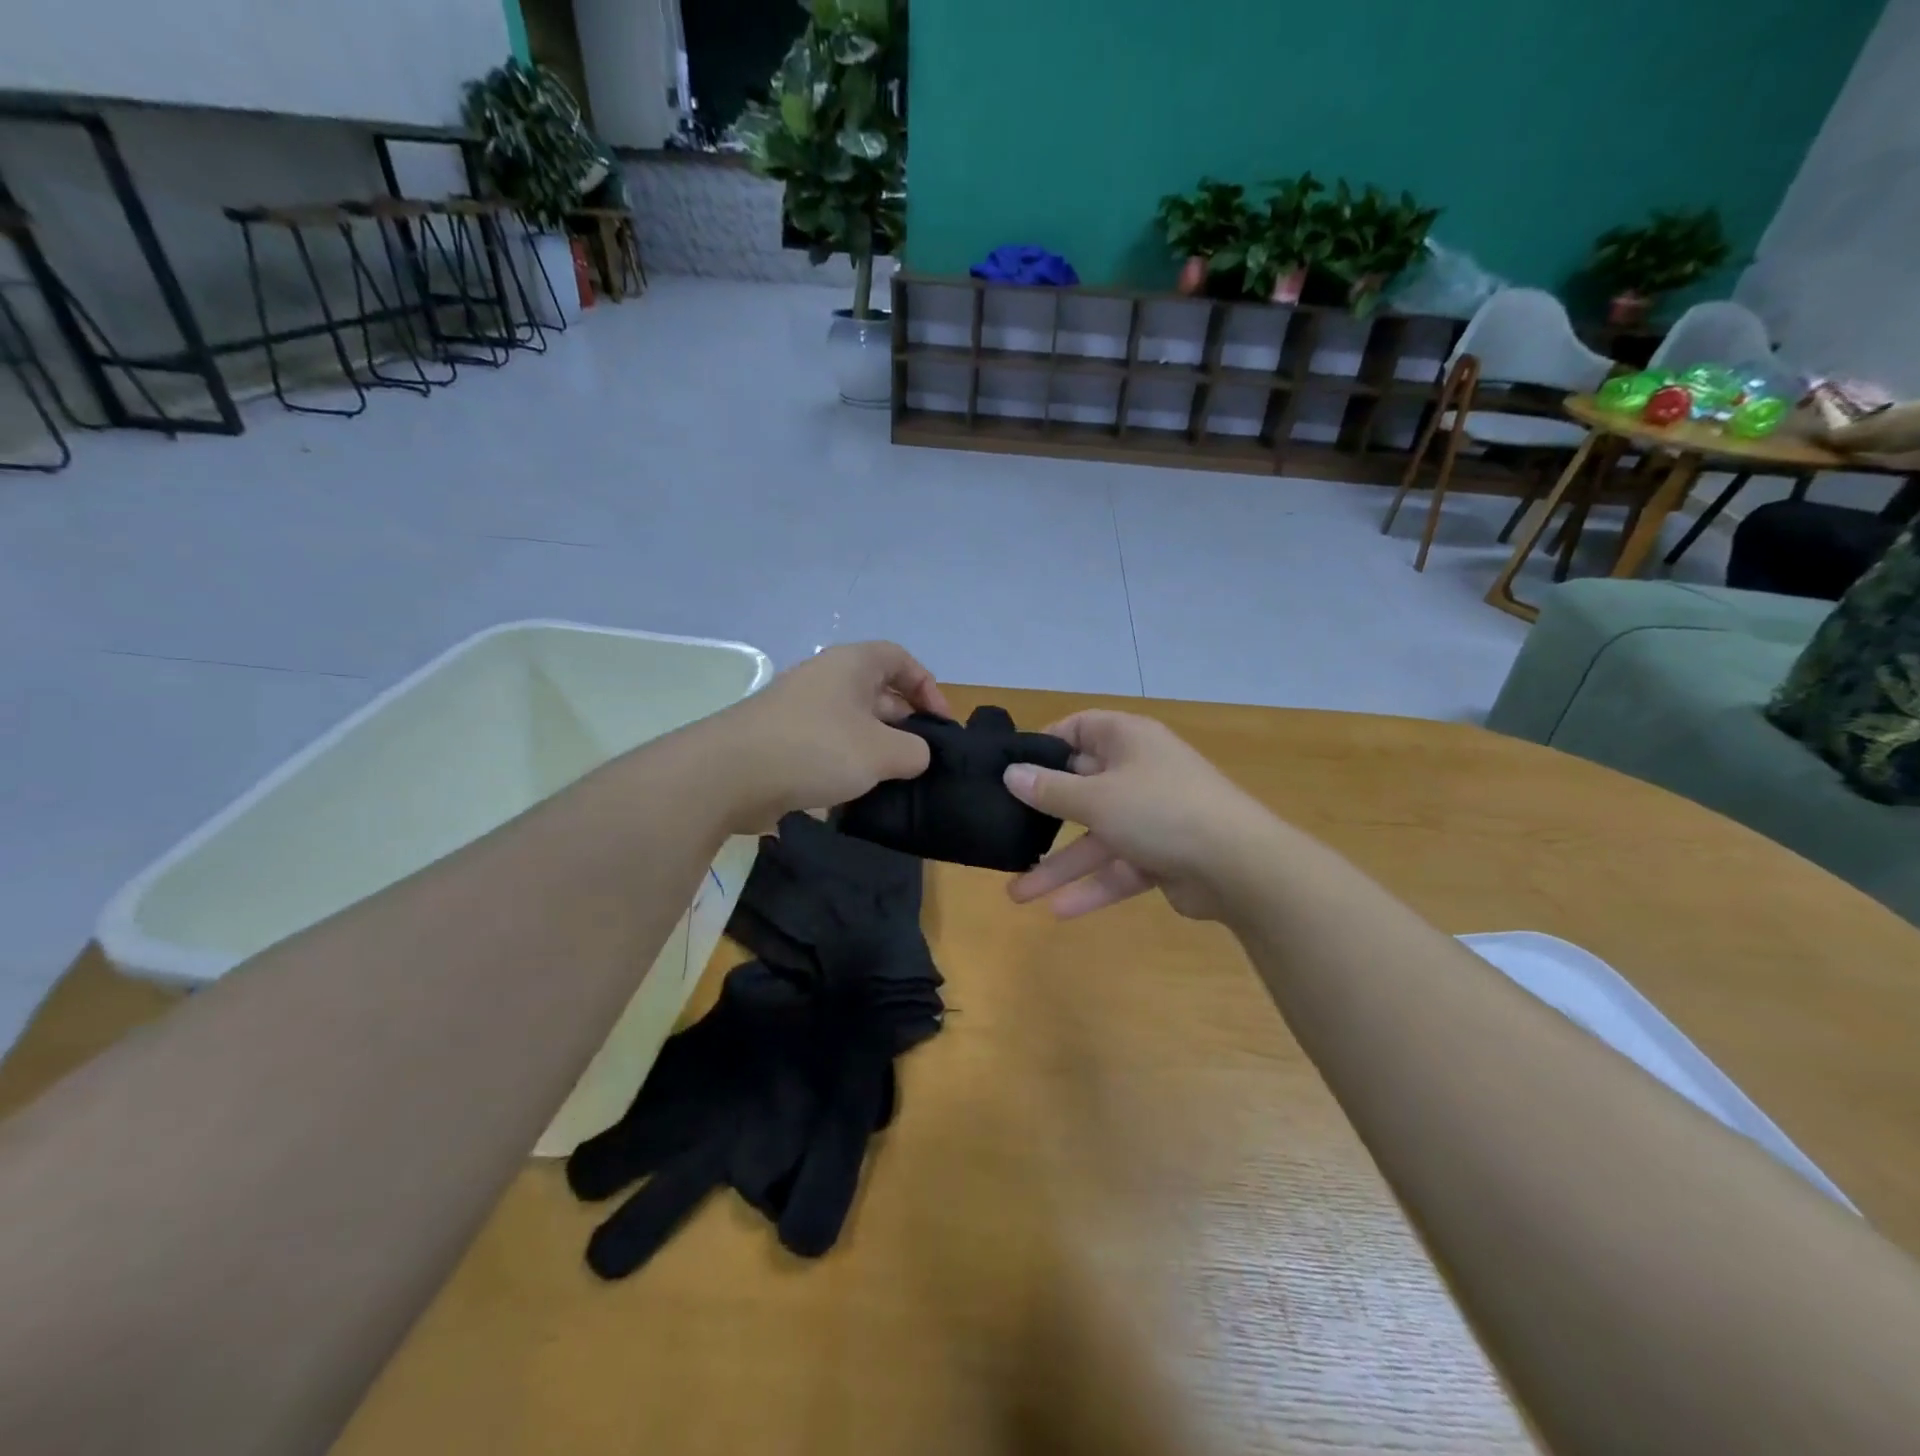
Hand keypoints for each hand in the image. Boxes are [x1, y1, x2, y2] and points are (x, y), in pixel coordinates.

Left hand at [717, 642, 950, 832]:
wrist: (728, 775)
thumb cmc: (815, 749)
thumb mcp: (882, 752)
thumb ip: (915, 751)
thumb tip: (915, 755)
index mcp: (851, 664)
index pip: (901, 659)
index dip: (928, 687)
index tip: (941, 725)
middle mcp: (826, 679)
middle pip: (879, 691)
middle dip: (906, 723)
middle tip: (924, 759)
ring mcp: (802, 710)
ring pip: (854, 723)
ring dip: (878, 748)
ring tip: (896, 780)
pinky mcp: (784, 741)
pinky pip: (829, 745)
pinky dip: (848, 764)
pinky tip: (859, 792)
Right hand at [1002, 711, 1276, 920]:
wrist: (1240, 866)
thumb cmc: (1160, 811)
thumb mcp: (1096, 798)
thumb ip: (1050, 790)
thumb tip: (1011, 773)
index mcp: (1128, 741)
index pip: (1080, 729)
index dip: (1046, 745)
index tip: (1013, 769)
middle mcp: (1139, 772)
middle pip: (1082, 788)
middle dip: (1044, 818)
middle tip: (1007, 834)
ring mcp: (1152, 815)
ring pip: (1097, 837)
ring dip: (1061, 865)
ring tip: (1018, 895)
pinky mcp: (1163, 855)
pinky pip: (1120, 867)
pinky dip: (1094, 886)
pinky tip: (1059, 911)